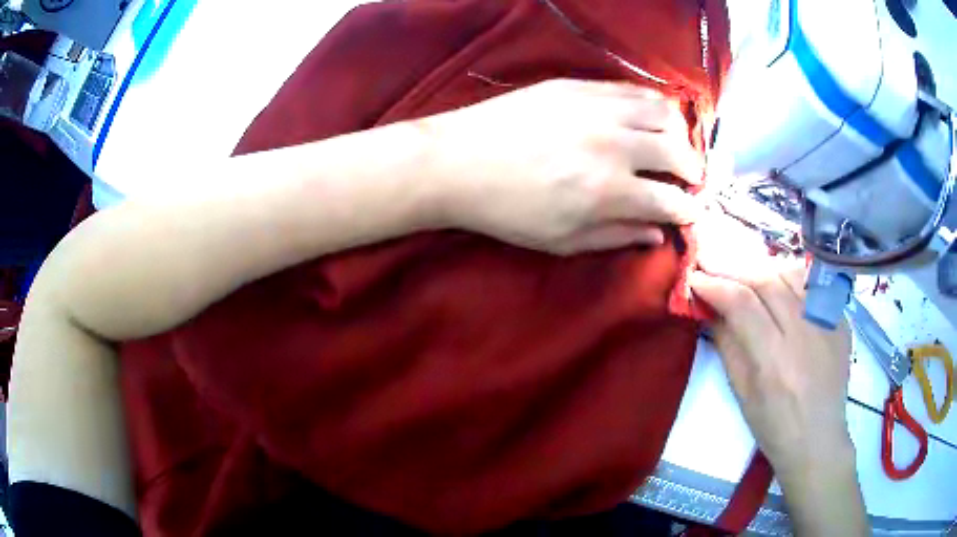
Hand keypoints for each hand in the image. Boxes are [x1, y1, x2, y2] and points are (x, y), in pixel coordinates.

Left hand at [421, 79, 703, 254]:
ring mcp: (597, 108)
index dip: (687, 211)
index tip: (689, 212)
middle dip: (693, 171)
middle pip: (679, 152)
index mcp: (608, 192)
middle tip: (688, 179)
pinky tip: (646, 118)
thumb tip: (657, 234)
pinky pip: (632, 90)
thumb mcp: (561, 241)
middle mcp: (613, 145)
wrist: (457, 161)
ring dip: (678, 134)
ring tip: (671, 146)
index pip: (671, 201)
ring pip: (663, 113)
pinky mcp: (579, 86)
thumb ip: (616, 236)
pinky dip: (651, 106)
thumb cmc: (507, 211)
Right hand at [688, 210, 853, 475]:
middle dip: (734, 267)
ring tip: (744, 270)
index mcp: (775, 361)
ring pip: (791, 273)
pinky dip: (790, 276)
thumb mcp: (743, 395)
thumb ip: (728, 346)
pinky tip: (778, 282)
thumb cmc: (774, 427)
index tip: (694, 277)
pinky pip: (813, 284)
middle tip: (711, 260)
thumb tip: (710, 309)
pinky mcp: (841, 319)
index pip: (742, 304)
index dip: (715, 285)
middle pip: (767, 280)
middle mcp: (804, 333)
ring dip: (762, 267)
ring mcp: (827, 323)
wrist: (818, 439)